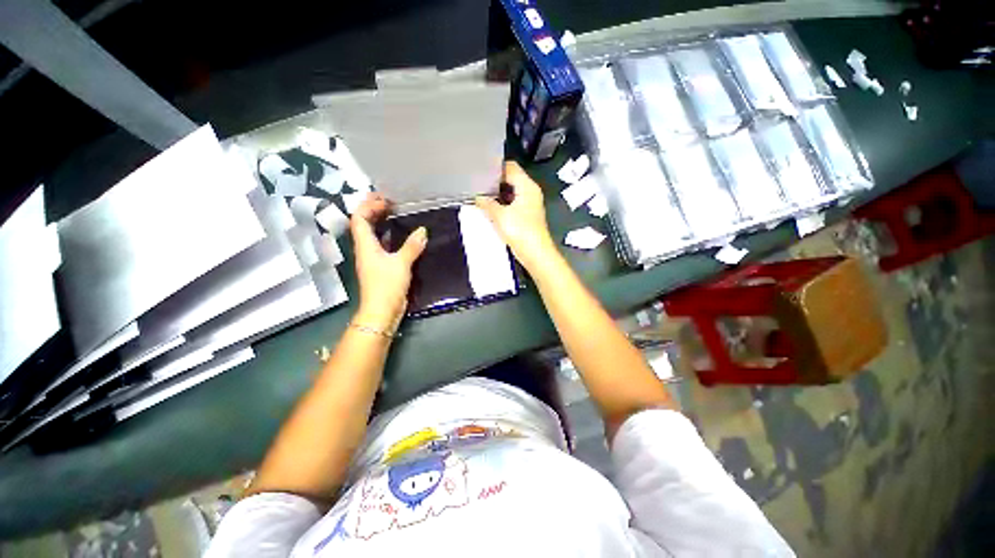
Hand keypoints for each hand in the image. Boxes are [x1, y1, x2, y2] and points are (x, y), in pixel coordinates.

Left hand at [349, 193, 426, 331]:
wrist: (382, 310)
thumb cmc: (387, 285)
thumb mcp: (401, 264)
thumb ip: (412, 246)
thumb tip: (423, 231)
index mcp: (365, 246)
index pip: (359, 219)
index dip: (368, 206)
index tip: (384, 200)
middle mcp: (365, 249)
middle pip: (363, 224)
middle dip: (372, 210)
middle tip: (388, 202)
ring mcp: (372, 259)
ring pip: (372, 235)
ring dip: (380, 222)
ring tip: (394, 214)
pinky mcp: (380, 267)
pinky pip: (381, 245)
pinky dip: (388, 236)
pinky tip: (399, 236)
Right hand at [475, 161, 556, 269]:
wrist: (535, 254)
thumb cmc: (521, 232)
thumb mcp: (500, 215)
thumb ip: (487, 204)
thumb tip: (478, 198)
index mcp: (527, 186)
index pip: (510, 167)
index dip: (495, 167)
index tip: (480, 171)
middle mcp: (530, 192)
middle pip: (511, 179)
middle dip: (494, 183)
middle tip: (477, 185)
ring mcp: (529, 204)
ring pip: (511, 193)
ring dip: (497, 195)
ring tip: (480, 197)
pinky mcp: (526, 216)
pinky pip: (512, 204)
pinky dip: (502, 205)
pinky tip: (489, 210)